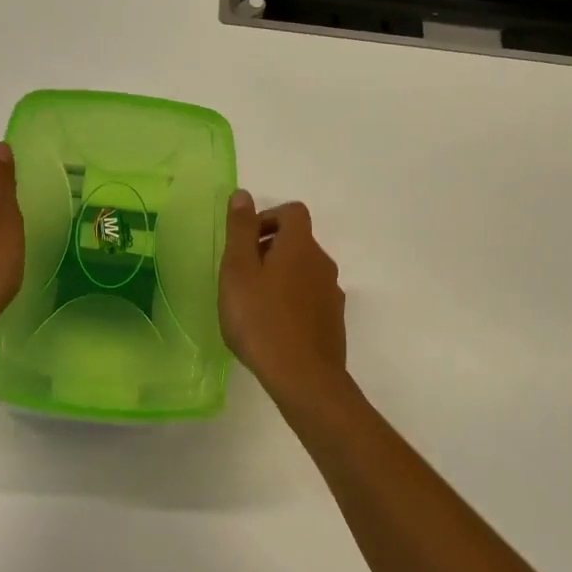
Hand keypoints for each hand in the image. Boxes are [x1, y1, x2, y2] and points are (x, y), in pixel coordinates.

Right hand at [219, 191, 348, 398]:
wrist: (303, 377)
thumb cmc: (261, 319)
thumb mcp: (238, 270)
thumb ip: (240, 230)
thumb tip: (243, 194)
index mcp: (300, 246)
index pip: (292, 212)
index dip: (268, 218)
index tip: (245, 242)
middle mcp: (322, 263)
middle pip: (298, 241)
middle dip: (269, 249)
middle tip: (241, 275)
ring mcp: (332, 294)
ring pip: (304, 271)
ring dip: (280, 276)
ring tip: (254, 304)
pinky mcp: (333, 321)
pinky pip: (310, 298)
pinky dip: (292, 300)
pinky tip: (272, 326)